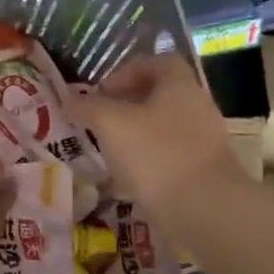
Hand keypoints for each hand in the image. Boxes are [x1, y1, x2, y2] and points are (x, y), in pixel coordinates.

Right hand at [69, 53, 241, 219]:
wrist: (204, 210)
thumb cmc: (156, 153)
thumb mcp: (110, 123)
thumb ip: (87, 107)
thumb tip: (68, 99)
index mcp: (179, 85)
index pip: (157, 62)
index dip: (126, 71)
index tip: (101, 93)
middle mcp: (196, 107)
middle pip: (158, 96)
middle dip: (124, 107)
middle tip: (98, 122)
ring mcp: (202, 142)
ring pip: (160, 129)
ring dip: (133, 137)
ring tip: (106, 152)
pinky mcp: (201, 173)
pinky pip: (167, 159)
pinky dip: (145, 164)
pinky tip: (125, 181)